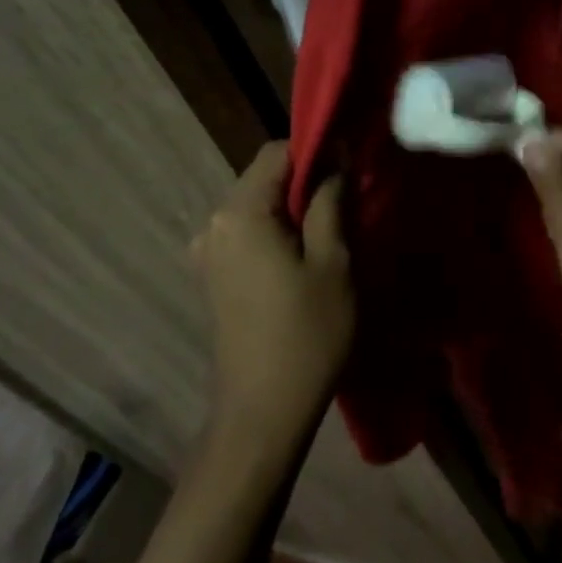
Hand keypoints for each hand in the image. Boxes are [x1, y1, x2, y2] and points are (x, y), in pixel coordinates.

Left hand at [189, 141, 352, 449]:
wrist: (264, 410)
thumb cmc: (307, 332)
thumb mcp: (333, 261)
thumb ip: (331, 200)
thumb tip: (336, 156)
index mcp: (240, 213)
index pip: (278, 152)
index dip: (318, 151)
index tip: (352, 170)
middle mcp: (214, 224)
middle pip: (266, 178)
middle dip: (308, 181)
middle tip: (350, 205)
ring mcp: (209, 251)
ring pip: (259, 205)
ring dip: (296, 208)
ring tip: (334, 234)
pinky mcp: (215, 275)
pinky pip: (250, 232)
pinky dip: (279, 231)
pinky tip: (306, 258)